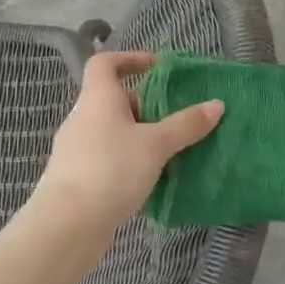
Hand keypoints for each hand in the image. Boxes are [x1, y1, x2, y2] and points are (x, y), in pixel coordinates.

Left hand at [31, 51, 223, 237]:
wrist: (67, 224)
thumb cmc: (111, 169)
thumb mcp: (156, 144)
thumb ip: (186, 124)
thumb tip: (217, 104)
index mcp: (97, 97)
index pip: (105, 63)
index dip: (130, 59)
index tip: (158, 69)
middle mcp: (82, 117)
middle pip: (113, 99)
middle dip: (145, 105)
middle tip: (175, 117)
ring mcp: (76, 148)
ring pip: (112, 131)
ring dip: (138, 136)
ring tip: (169, 150)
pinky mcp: (77, 177)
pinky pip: (107, 157)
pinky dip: (128, 161)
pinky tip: (149, 180)